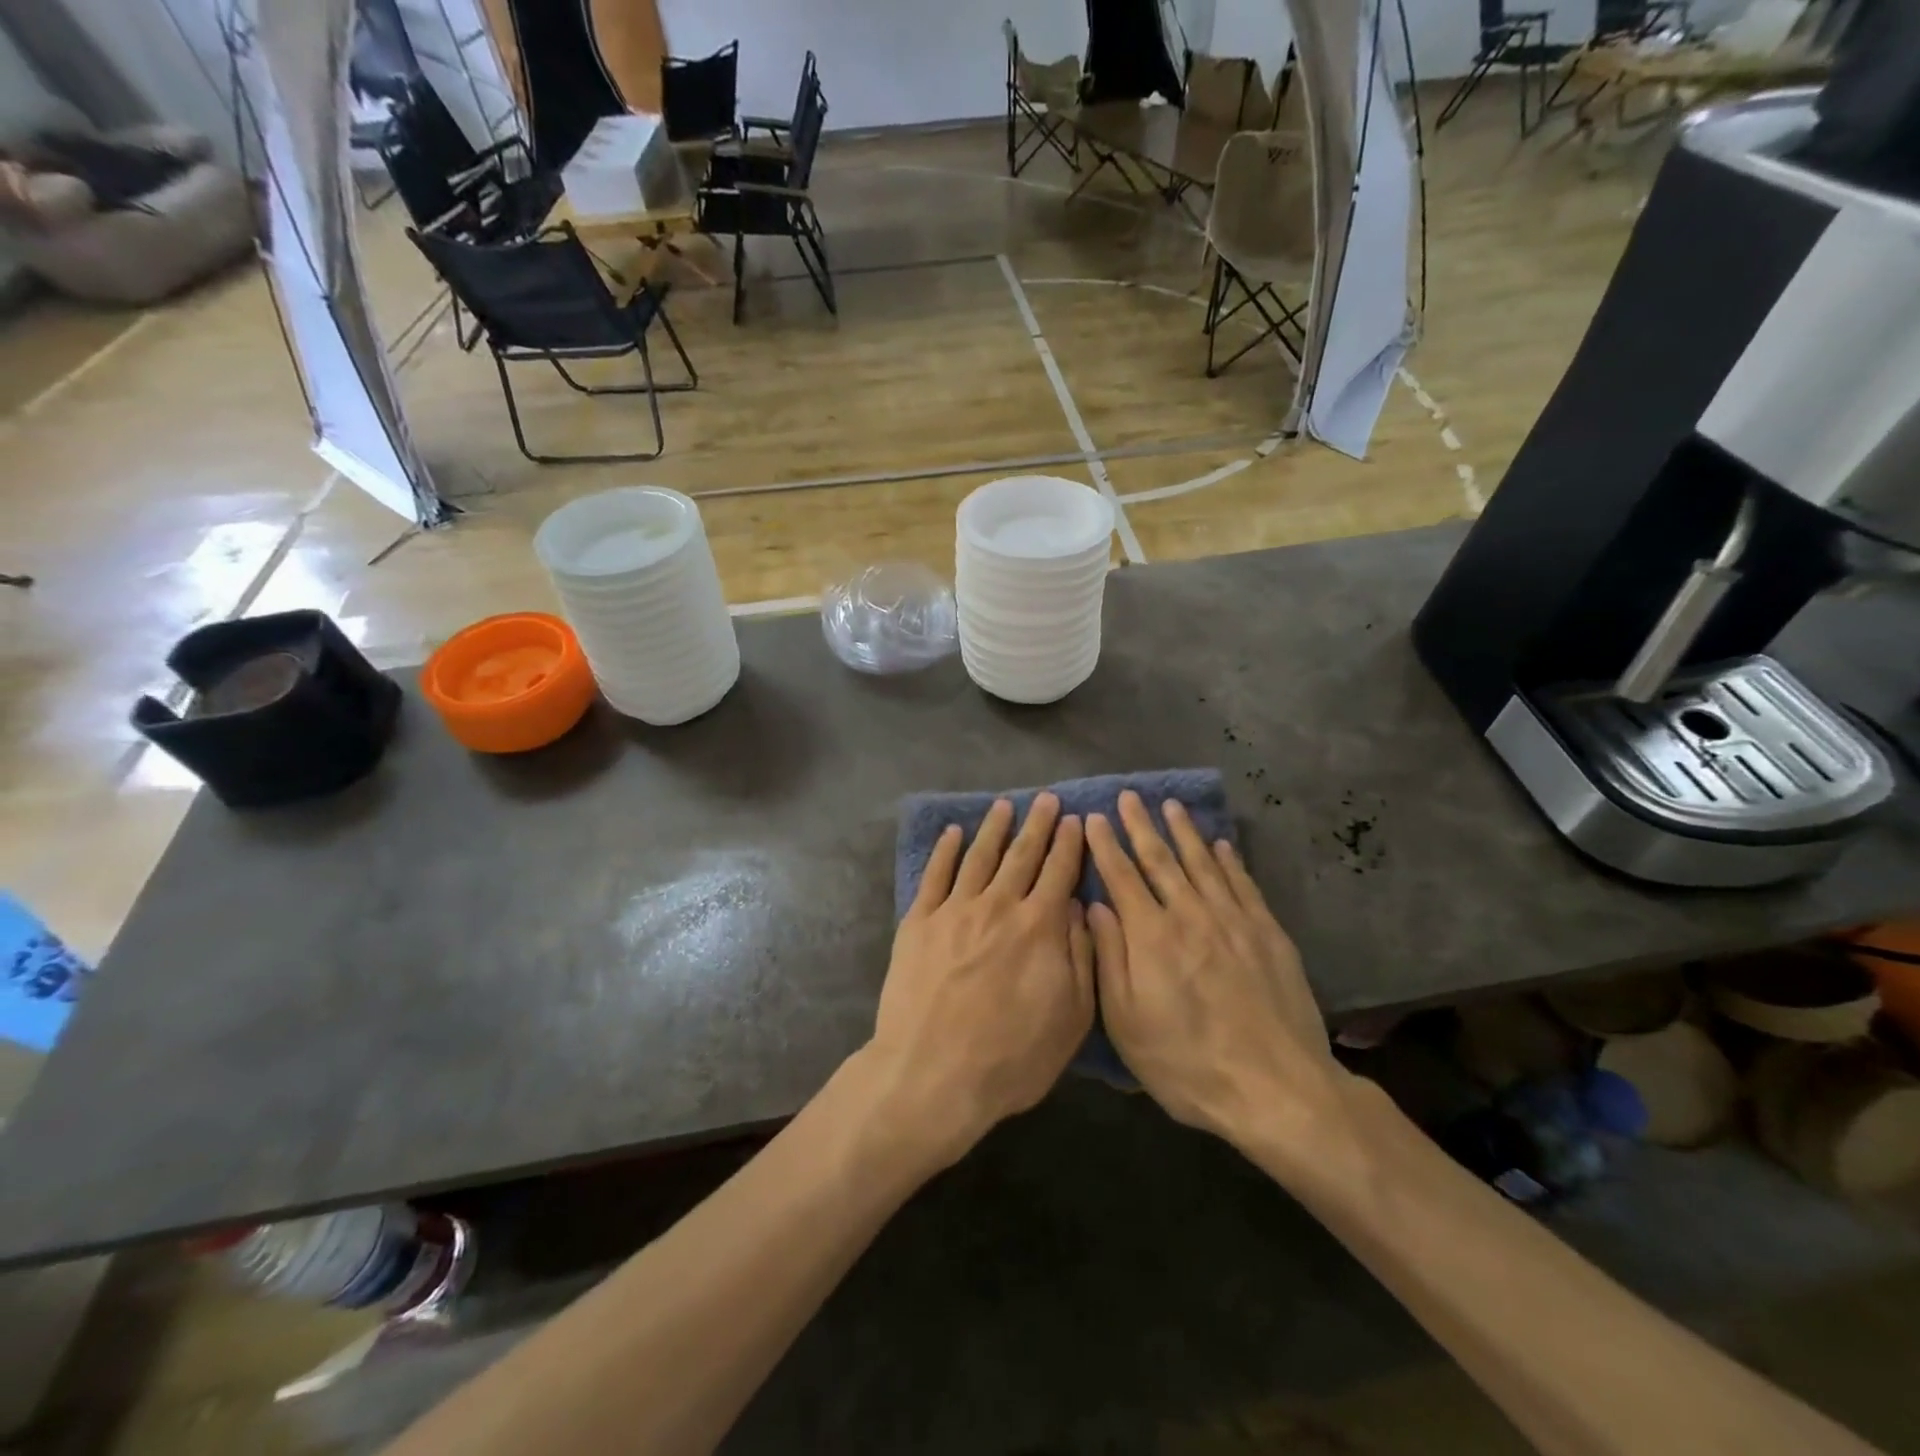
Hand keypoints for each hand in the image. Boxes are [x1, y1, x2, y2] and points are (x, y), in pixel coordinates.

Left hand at [864, 794, 1094, 1167]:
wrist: (932, 1074)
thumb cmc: (1011, 1057)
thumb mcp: (1070, 1018)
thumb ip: (1080, 957)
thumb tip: (1076, 908)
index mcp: (1038, 927)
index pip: (1059, 872)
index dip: (1069, 844)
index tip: (1075, 820)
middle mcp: (998, 906)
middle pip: (1021, 855)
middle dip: (1037, 824)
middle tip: (1045, 799)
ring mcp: (954, 910)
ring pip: (978, 856)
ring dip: (993, 829)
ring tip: (1004, 806)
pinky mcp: (918, 922)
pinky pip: (935, 875)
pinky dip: (945, 851)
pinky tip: (953, 834)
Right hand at [1085, 792, 1346, 1165]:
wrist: (1276, 1088)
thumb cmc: (1187, 1064)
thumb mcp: (1126, 1023)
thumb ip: (1109, 958)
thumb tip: (1093, 906)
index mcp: (1150, 936)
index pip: (1122, 876)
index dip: (1105, 845)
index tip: (1093, 817)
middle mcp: (1190, 915)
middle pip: (1161, 859)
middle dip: (1141, 825)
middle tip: (1130, 796)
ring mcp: (1233, 921)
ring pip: (1203, 863)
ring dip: (1185, 832)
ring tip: (1172, 806)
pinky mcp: (1267, 934)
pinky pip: (1243, 884)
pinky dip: (1229, 861)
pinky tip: (1221, 845)